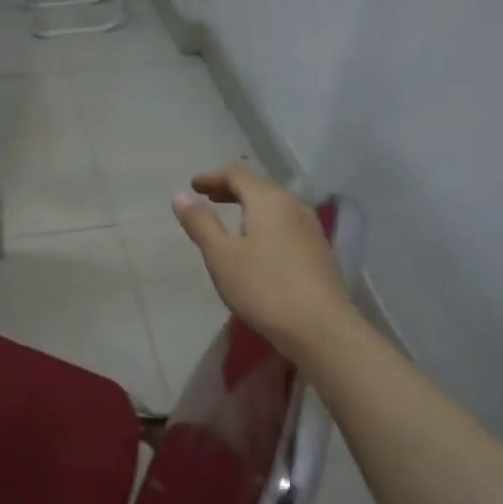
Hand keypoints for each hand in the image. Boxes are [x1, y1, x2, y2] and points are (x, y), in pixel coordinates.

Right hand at [173, 165, 353, 364]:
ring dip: (251, 207)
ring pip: (276, 206)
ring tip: (233, 219)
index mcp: (269, 201)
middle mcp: (294, 206)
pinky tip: (260, 244)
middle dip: (231, 189)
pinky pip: (287, 225)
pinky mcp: (320, 251)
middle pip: (259, 187)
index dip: (213, 177)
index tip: (193, 185)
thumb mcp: (221, 256)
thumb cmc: (264, 288)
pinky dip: (266, 224)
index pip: (237, 175)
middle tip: (209, 198)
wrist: (321, 328)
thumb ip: (201, 223)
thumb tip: (181, 197)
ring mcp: (311, 229)